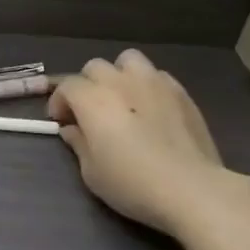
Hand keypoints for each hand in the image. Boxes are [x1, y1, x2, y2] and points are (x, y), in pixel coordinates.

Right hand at [48, 50, 249, 237]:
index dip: (59, 102)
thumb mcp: (91, 171)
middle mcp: (120, 82)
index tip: (61, 122)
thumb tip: (72, 129)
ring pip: (128, 60)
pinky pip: (156, 75)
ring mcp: (154, 82)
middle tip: (89, 112)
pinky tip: (150, 108)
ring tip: (122, 99)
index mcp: (93, 99)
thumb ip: (78, 143)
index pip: (67, 86)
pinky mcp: (180, 91)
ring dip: (118, 75)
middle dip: (86, 85)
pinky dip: (146, 85)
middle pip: (95, 67)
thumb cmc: (131, 183)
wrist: (190, 188)